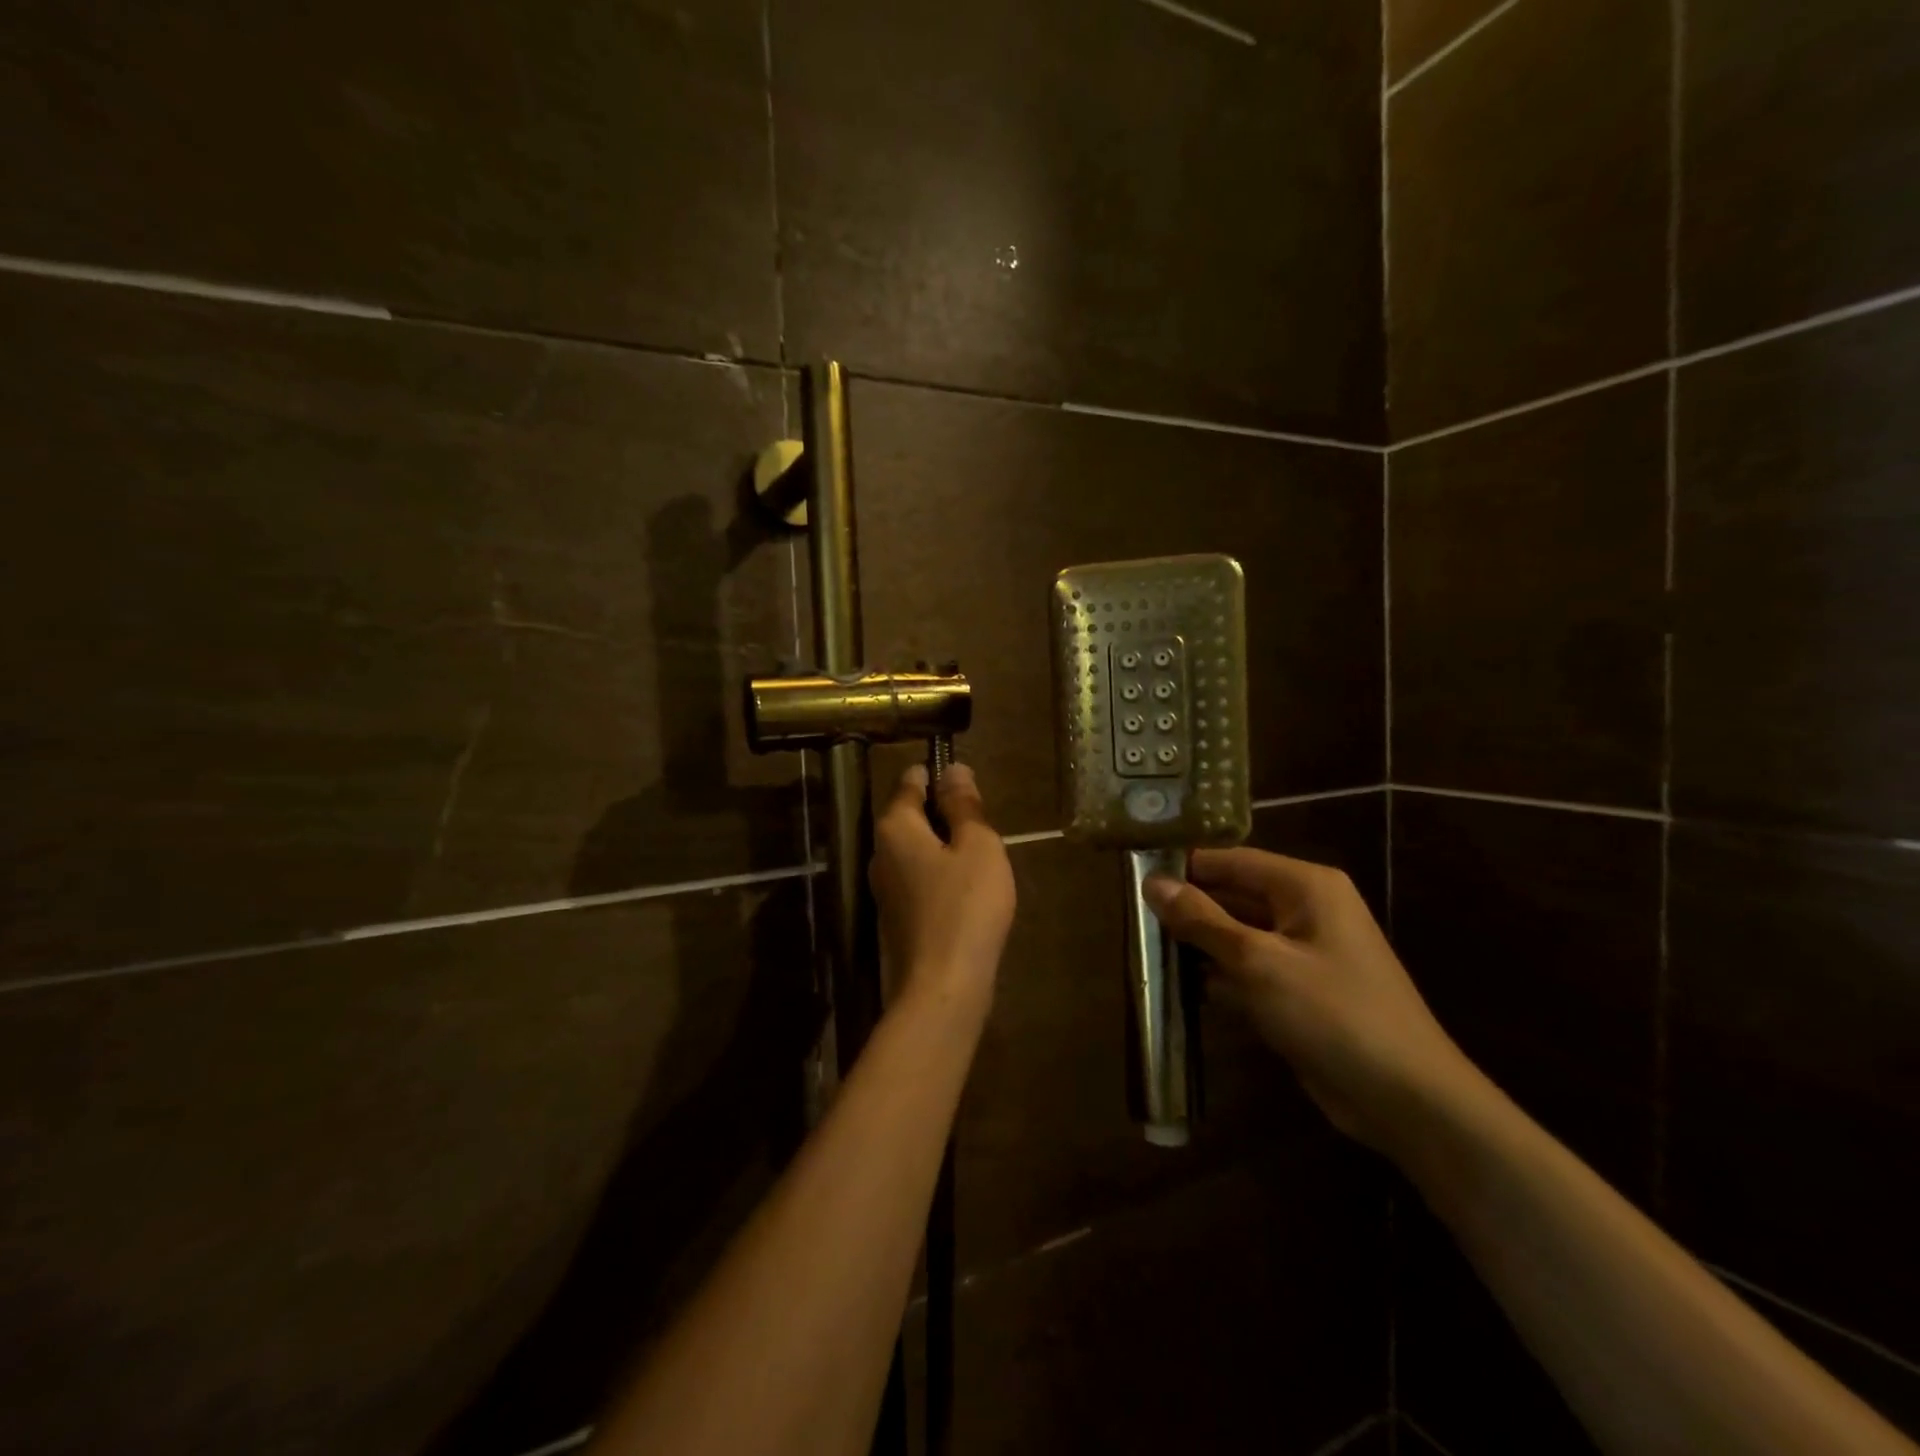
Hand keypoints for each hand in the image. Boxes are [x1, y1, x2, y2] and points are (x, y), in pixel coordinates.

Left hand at [870, 763, 1015, 1002]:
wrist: (943, 988)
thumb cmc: (966, 907)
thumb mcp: (978, 846)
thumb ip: (964, 805)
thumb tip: (953, 769)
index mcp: (895, 827)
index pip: (911, 780)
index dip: (941, 775)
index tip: (972, 787)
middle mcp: (880, 852)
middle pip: (912, 815)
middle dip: (946, 814)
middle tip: (985, 828)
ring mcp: (884, 888)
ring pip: (917, 849)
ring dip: (946, 847)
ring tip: (983, 859)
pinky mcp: (896, 917)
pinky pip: (919, 878)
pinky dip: (941, 875)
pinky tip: (968, 892)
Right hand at [1145, 849, 1475, 1159]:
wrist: (1407, 1100)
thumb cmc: (1333, 1014)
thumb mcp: (1258, 962)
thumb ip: (1202, 920)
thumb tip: (1153, 883)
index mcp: (1305, 886)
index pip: (1231, 860)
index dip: (1184, 868)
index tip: (1134, 880)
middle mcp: (1306, 909)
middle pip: (1233, 895)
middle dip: (1188, 910)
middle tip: (1133, 921)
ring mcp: (1304, 952)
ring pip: (1237, 934)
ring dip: (1199, 946)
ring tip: (1145, 953)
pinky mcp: (1300, 990)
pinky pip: (1249, 969)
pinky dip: (1219, 976)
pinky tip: (1180, 989)